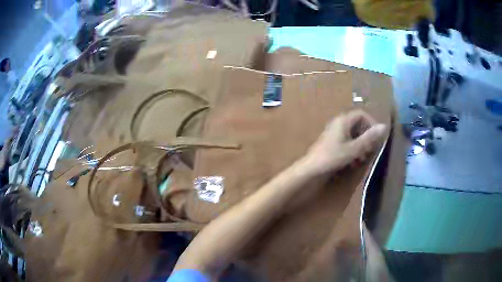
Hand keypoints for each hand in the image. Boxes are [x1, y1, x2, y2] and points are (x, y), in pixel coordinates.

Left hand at [301, 110, 386, 174]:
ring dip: (361, 145)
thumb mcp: (354, 149)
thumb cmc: (332, 157)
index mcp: (343, 121)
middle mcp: (338, 124)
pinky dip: (353, 150)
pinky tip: (354, 162)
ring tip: (363, 159)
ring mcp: (334, 134)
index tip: (377, 136)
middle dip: (366, 137)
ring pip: (353, 135)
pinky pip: (347, 142)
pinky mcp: (332, 144)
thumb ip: (369, 138)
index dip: (371, 123)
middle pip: (358, 125)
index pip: (361, 114)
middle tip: (371, 150)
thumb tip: (384, 126)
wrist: (311, 169)